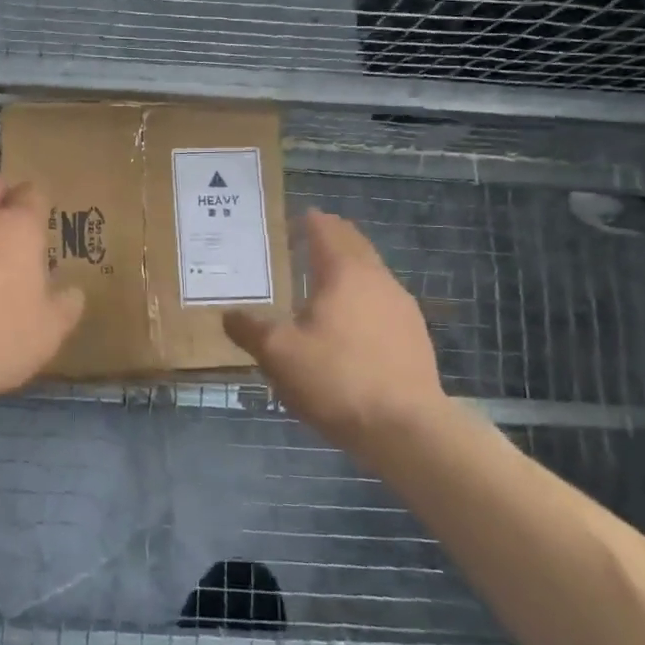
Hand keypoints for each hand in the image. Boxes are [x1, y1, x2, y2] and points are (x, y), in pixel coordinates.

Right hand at [224, 209, 446, 450]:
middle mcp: (377, 279)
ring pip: (372, 273)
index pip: (327, 231)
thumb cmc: (337, 379)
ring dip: (351, 268)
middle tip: (311, 238)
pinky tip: (353, 321)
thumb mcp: (279, 355)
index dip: (312, 221)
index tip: (300, 216)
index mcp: (344, 272)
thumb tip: (229, 314)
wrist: (407, 429)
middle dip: (334, 237)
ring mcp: (402, 307)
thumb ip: (250, 330)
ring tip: (327, 280)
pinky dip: (364, 297)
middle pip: (355, 245)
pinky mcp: (415, 337)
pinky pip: (383, 302)